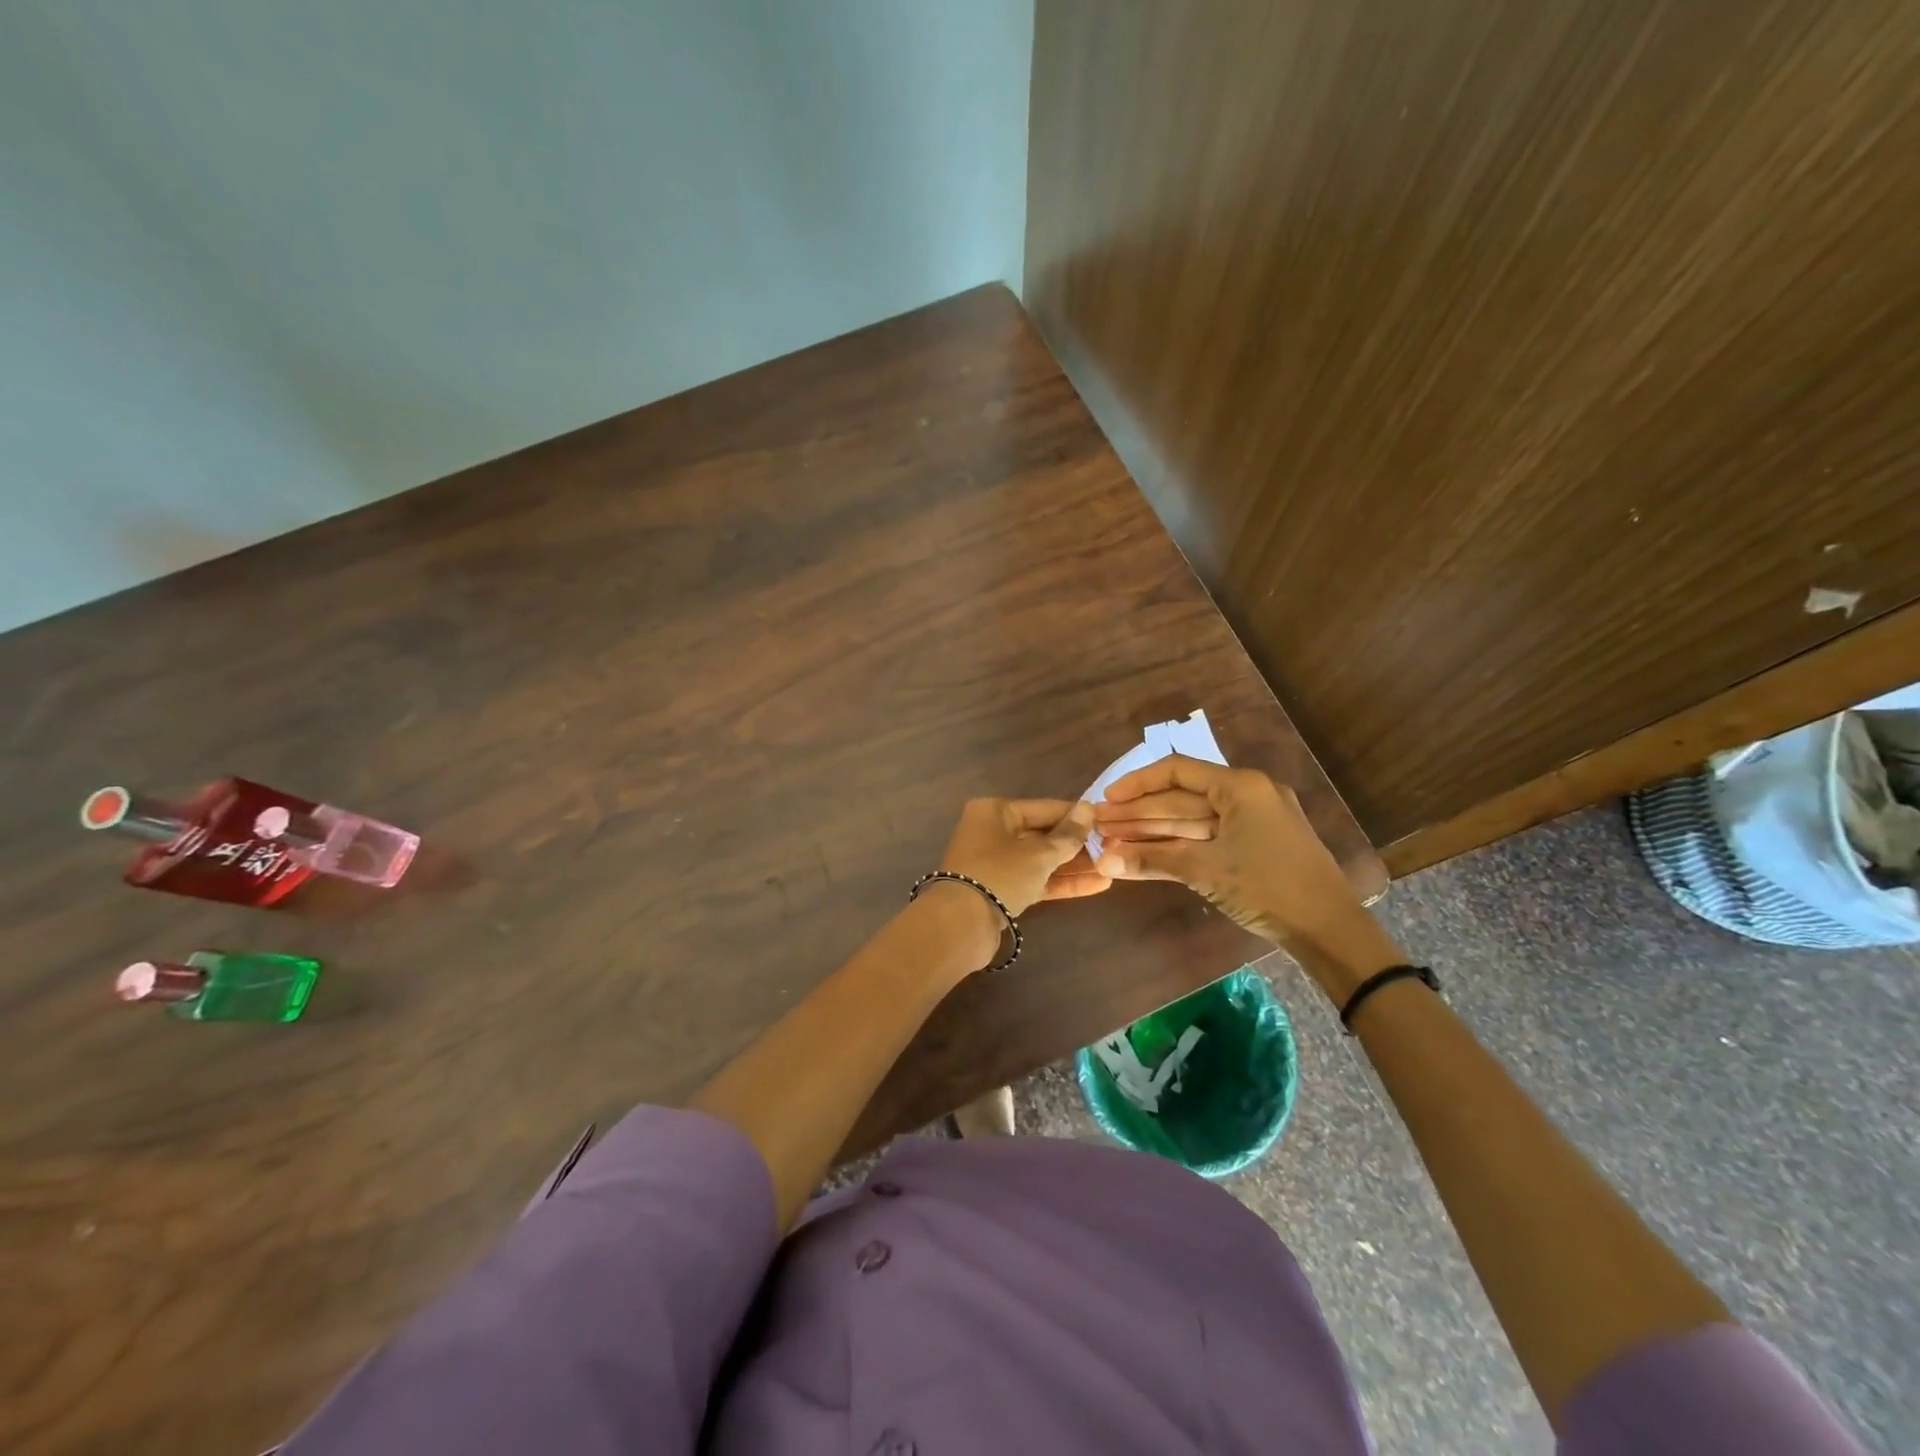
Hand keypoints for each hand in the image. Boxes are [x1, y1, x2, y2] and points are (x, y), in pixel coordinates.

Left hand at [938, 798, 1107, 917]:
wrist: (962, 925)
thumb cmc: (1000, 875)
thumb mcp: (1039, 854)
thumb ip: (1067, 835)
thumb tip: (1089, 808)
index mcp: (995, 811)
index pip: (1044, 808)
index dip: (1076, 816)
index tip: (1107, 821)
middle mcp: (993, 832)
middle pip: (1043, 834)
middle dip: (1077, 843)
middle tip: (1113, 847)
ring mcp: (997, 863)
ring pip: (1041, 860)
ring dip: (1074, 865)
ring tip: (1111, 867)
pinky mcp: (1002, 890)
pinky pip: (1037, 880)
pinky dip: (1062, 882)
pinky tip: (1097, 885)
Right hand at [1091, 757, 1401, 998]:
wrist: (1330, 930)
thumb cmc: (1268, 887)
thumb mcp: (1204, 871)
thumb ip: (1151, 859)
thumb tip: (1101, 861)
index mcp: (1240, 786)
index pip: (1176, 771)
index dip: (1136, 784)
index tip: (1105, 801)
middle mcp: (1247, 794)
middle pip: (1180, 797)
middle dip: (1138, 813)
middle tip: (1099, 826)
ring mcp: (1254, 820)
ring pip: (1192, 820)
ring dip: (1153, 831)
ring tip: (1113, 841)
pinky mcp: (1257, 845)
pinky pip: (1207, 837)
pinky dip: (1177, 846)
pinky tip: (1145, 854)